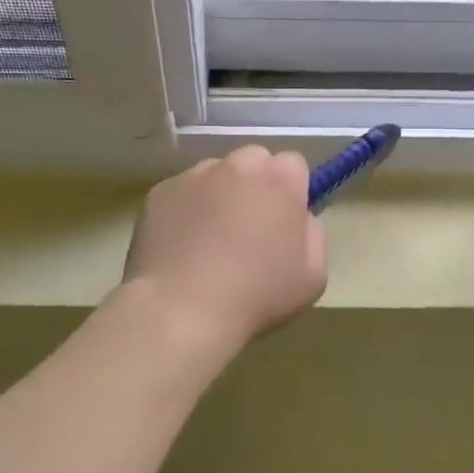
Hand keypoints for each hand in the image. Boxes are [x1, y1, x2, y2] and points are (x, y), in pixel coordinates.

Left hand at [122, 147, 327, 358]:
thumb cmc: (257, 296)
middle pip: (253, 161)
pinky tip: (183, 246)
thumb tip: (298, 219)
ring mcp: (195, 175)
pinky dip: (186, 209)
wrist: (181, 310)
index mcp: (281, 179)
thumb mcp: (313, 276)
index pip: (292, 165)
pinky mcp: (160, 191)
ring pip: (215, 174)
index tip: (284, 220)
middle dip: (255, 185)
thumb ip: (313, 234)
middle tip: (249, 228)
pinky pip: (182, 193)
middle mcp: (238, 165)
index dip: (291, 191)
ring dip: (219, 194)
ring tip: (210, 239)